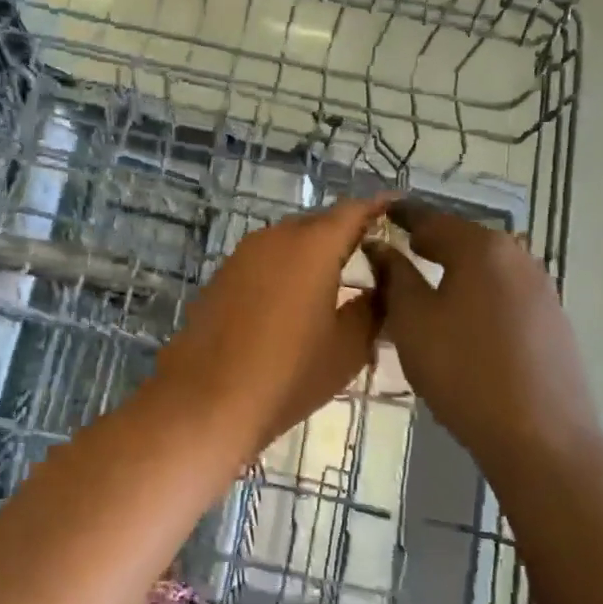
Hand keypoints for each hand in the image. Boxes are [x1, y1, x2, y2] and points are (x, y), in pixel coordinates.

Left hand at [146, 197, 388, 454]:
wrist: (207, 398)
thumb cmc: (289, 373)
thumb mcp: (347, 347)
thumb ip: (371, 308)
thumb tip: (379, 288)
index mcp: (313, 245)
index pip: (353, 211)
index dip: (377, 207)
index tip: (395, 206)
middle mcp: (276, 237)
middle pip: (319, 222)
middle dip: (345, 230)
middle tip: (371, 250)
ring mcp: (243, 254)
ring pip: (288, 239)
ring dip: (313, 249)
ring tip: (336, 274)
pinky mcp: (222, 275)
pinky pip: (265, 258)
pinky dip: (286, 266)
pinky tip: (294, 294)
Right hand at [364, 201, 597, 468]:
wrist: (540, 438)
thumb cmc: (463, 370)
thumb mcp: (412, 321)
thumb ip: (394, 276)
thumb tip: (380, 247)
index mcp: (481, 247)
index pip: (431, 218)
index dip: (401, 216)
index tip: (379, 214)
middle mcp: (517, 256)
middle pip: (463, 239)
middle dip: (430, 242)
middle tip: (399, 250)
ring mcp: (541, 288)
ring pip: (486, 267)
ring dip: (455, 269)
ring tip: (427, 284)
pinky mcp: (553, 320)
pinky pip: (504, 292)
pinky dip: (477, 292)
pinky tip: (463, 316)